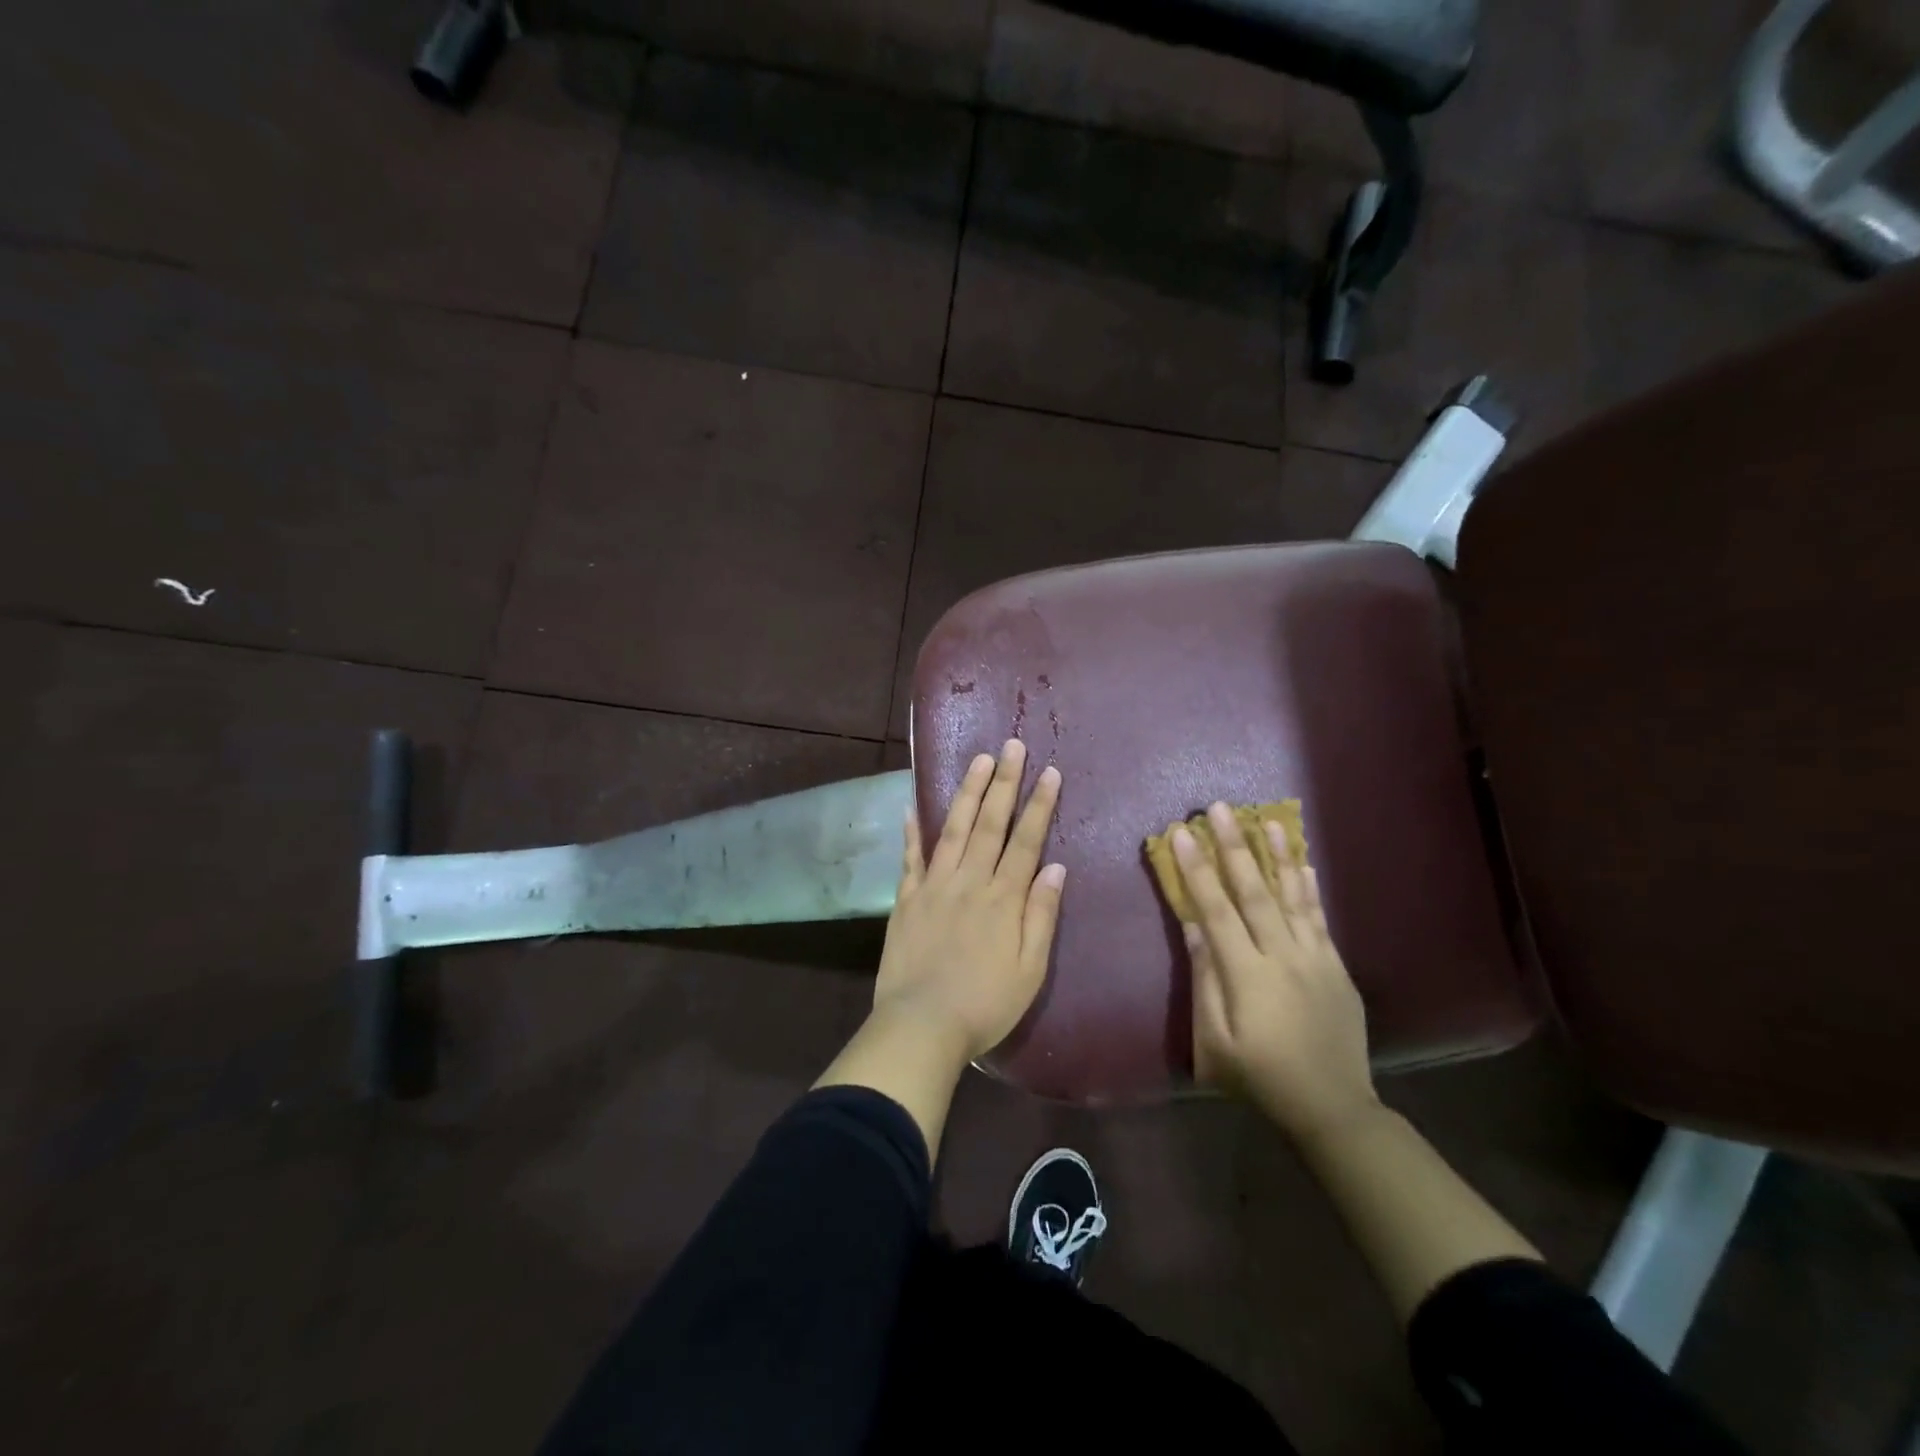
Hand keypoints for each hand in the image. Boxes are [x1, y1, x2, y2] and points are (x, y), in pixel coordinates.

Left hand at [873, 739, 1065, 1061]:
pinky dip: (912, 831)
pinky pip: (910, 858)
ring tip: (979, 760)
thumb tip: (1054, 866)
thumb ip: (1041, 915)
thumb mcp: (1030, 970)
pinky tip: (913, 805)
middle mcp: (970, 881)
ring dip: (968, 792)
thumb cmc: (985, 1005)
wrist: (922, 1025)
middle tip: (1012, 746)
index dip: (1038, 805)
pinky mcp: (907, 899)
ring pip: (954, 829)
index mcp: (1003, 899)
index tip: (1049, 772)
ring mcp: (934, 886)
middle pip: (990, 824)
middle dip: (1004, 783)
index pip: (1026, 841)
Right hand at [1175, 802, 1378, 1144]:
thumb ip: (1205, 981)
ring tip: (1266, 818)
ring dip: (1277, 854)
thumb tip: (1193, 927)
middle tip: (1219, 808)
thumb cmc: (1260, 1078)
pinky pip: (1319, 917)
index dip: (1197, 869)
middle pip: (1253, 891)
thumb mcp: (1215, 1042)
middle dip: (1234, 846)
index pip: (1215, 909)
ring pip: (1292, 895)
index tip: (1182, 833)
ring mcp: (1314, 958)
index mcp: (1246, 975)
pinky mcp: (1334, 965)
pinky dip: (1309, 887)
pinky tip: (1304, 862)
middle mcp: (1281, 956)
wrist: (1333, 1108)